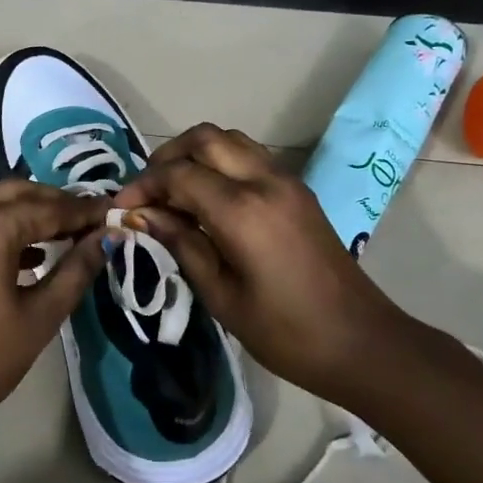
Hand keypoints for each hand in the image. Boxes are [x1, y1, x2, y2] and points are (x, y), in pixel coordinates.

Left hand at [0, 180, 109, 438]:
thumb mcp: (41, 316)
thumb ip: (76, 270)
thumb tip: (106, 238)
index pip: (48, 208)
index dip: (85, 212)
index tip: (116, 214)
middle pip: (19, 192)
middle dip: (57, 204)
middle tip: (93, 222)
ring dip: (31, 211)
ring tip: (69, 234)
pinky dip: (4, 224)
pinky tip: (33, 251)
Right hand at [113, 124, 417, 399]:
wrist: (361, 343)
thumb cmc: (285, 332)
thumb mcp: (221, 296)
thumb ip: (181, 244)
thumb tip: (142, 216)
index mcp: (242, 211)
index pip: (178, 174)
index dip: (143, 186)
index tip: (122, 209)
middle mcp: (264, 182)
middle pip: (205, 139)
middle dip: (166, 157)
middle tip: (146, 192)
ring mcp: (287, 182)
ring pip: (230, 140)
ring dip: (195, 154)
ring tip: (173, 192)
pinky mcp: (298, 191)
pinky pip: (250, 156)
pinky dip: (220, 163)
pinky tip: (206, 199)